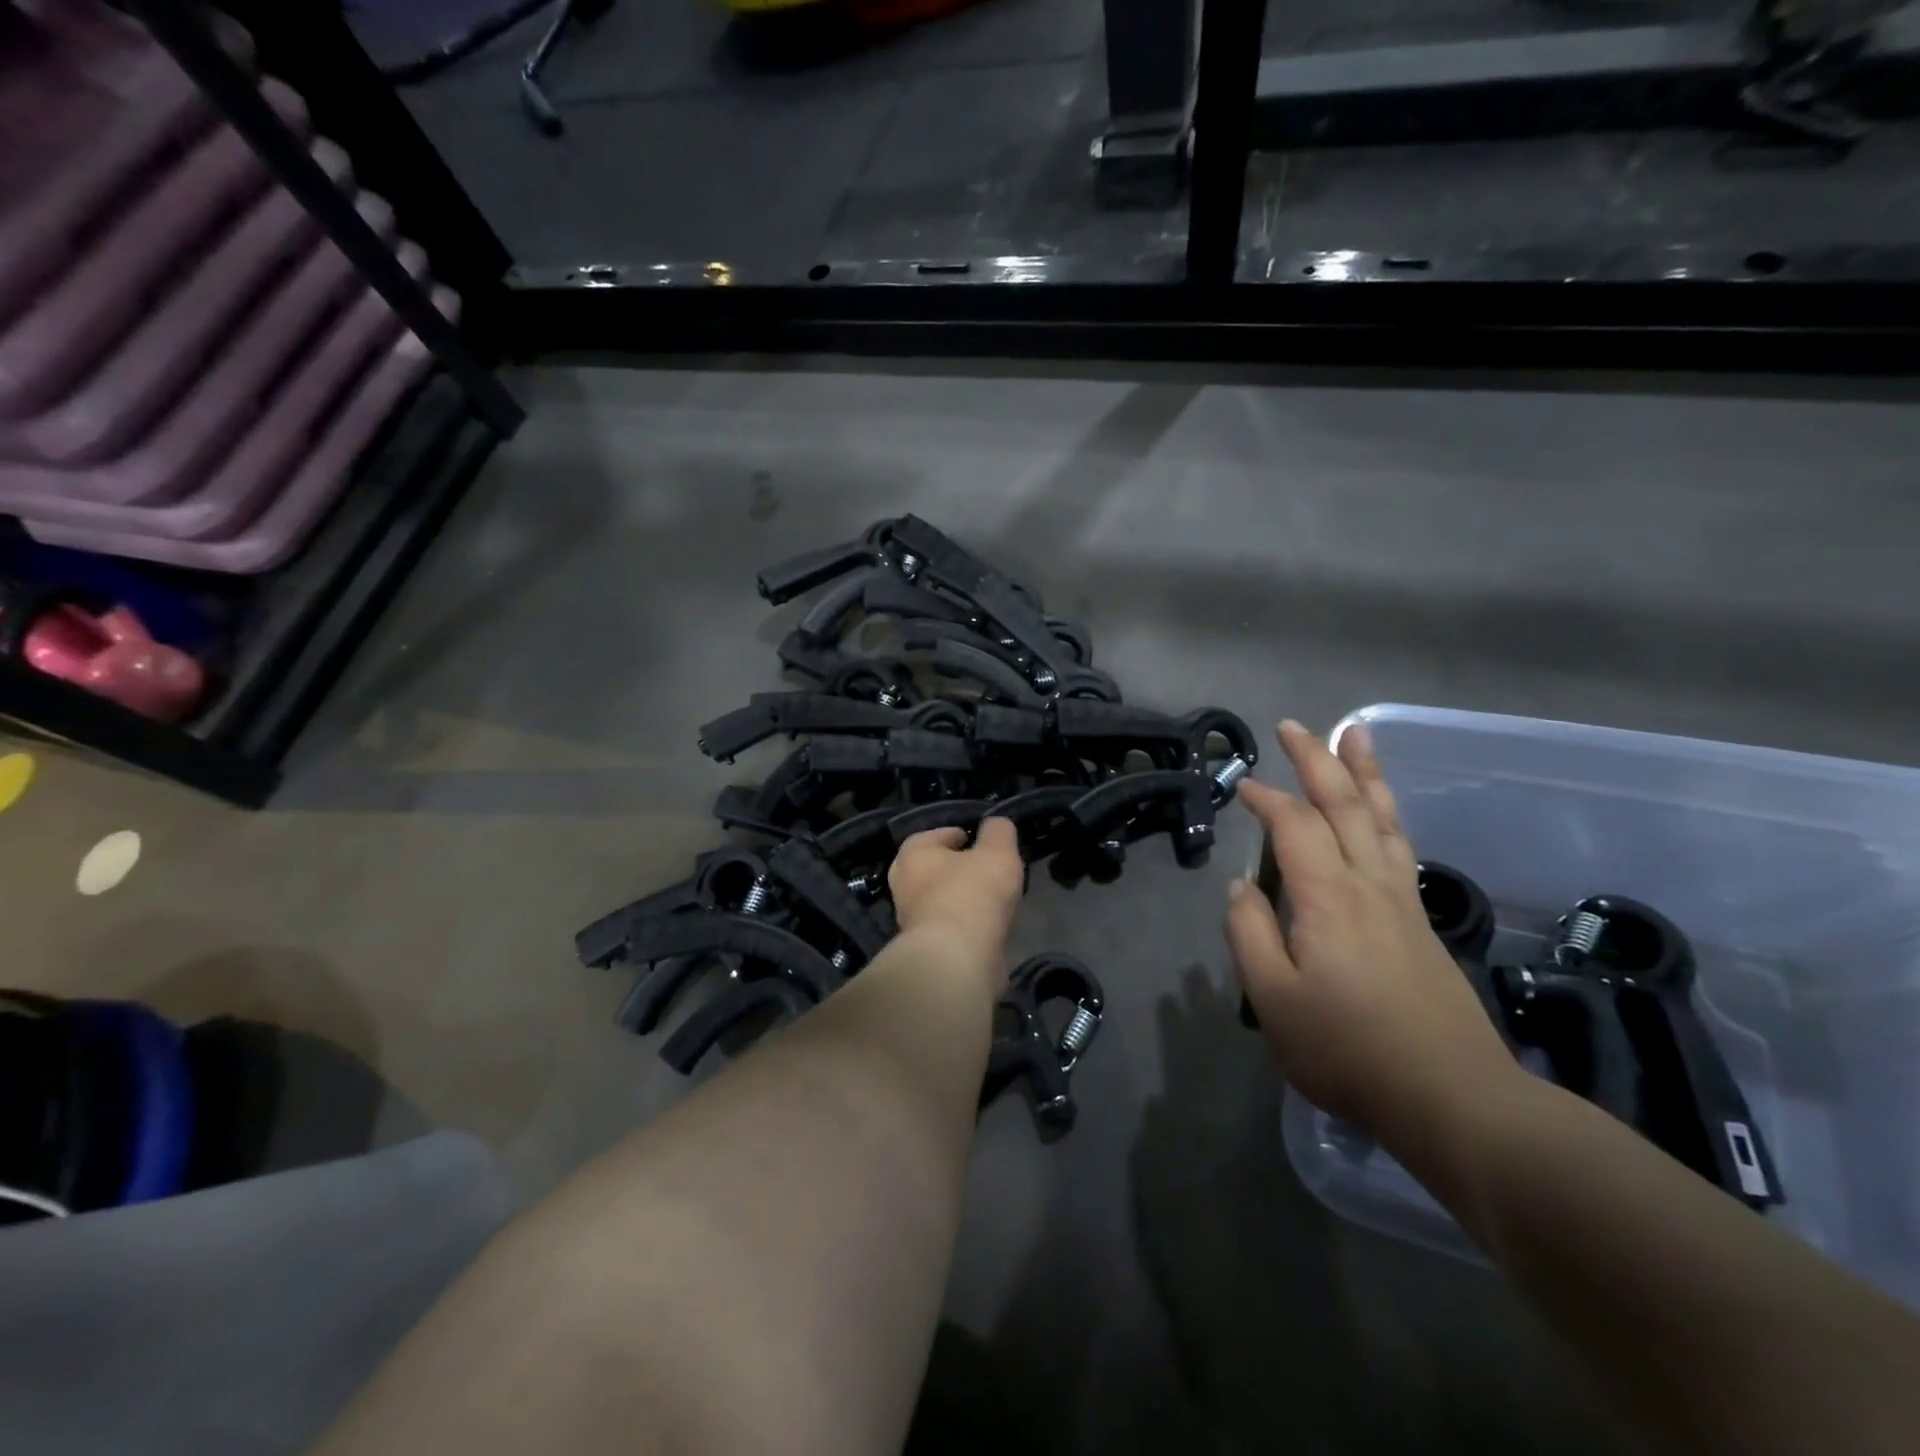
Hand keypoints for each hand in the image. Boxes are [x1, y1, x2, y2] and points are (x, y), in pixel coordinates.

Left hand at [888, 816, 1024, 958]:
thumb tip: (996, 825)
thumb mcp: (996, 851)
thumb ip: (998, 831)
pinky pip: (950, 927)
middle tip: (987, 870)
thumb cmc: (972, 894)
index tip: (982, 842)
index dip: (961, 835)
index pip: (935, 835)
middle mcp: (904, 884)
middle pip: (935, 869)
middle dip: (959, 869)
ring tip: (994, 899)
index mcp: (913, 854)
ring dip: (964, 899)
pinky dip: (967, 925)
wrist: (957, 959)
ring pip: (942, 900)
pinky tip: (989, 926)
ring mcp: (912, 921)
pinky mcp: (927, 949)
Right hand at [1225, 720, 1514, 1141]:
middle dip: (1319, 760)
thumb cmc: (1349, 1050)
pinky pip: (1400, 845)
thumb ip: (1249, 935)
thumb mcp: (1273, 999)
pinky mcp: (1419, 922)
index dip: (1267, 799)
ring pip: (1384, 819)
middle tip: (1296, 725)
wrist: (1452, 1099)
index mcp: (1328, 897)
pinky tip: (1383, 811)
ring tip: (1356, 735)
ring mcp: (1402, 901)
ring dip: (1365, 773)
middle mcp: (1369, 884)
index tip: (1241, 785)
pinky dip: (1387, 813)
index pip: (1294, 826)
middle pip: (1346, 805)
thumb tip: (1238, 888)